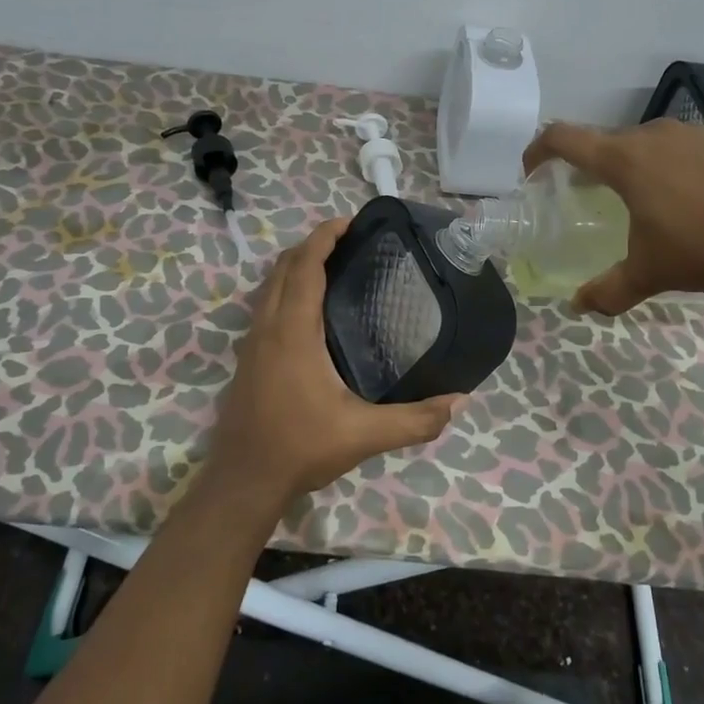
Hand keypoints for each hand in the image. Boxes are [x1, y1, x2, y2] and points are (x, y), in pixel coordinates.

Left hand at [209, 217, 465, 500]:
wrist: (243, 481)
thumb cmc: (300, 448)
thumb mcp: (364, 435)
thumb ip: (414, 420)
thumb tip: (460, 402)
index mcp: (293, 331)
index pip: (304, 266)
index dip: (324, 237)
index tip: (351, 222)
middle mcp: (267, 327)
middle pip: (284, 266)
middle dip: (312, 244)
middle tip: (349, 241)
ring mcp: (252, 342)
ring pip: (269, 284)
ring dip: (296, 265)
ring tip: (332, 265)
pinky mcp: (247, 358)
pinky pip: (265, 304)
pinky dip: (285, 288)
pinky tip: (310, 309)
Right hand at [523, 120, 703, 314]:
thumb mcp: (651, 273)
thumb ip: (609, 290)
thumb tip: (578, 307)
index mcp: (625, 160)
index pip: (564, 137)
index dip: (539, 149)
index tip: (532, 170)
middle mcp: (655, 134)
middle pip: (609, 142)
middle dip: (595, 166)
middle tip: (597, 196)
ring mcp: (697, 130)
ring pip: (653, 143)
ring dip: (642, 165)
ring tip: (656, 200)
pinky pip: (692, 146)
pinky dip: (683, 165)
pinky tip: (703, 195)